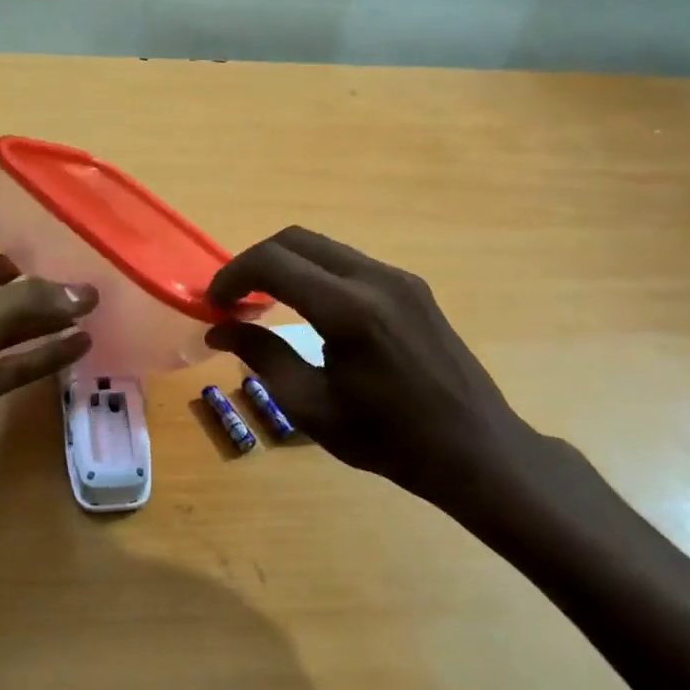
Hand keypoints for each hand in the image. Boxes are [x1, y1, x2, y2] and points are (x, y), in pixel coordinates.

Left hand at [0, 199, 96, 514]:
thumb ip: (27, 301)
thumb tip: (86, 292)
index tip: (6, 203)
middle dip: (25, 272)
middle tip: (71, 257)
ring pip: (8, 327)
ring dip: (44, 317)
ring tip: (90, 302)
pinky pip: (14, 366)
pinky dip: (44, 356)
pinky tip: (81, 346)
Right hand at [206, 227, 600, 537]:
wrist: (475, 449)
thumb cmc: (388, 440)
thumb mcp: (312, 407)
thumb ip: (262, 357)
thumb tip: (219, 330)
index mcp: (348, 311)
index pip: (272, 263)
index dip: (232, 277)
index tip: (214, 305)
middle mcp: (375, 279)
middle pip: (296, 240)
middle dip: (254, 263)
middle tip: (233, 301)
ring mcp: (398, 278)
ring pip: (323, 248)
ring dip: (285, 266)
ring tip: (264, 305)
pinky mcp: (412, 287)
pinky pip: (349, 264)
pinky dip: (315, 275)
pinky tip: (308, 310)